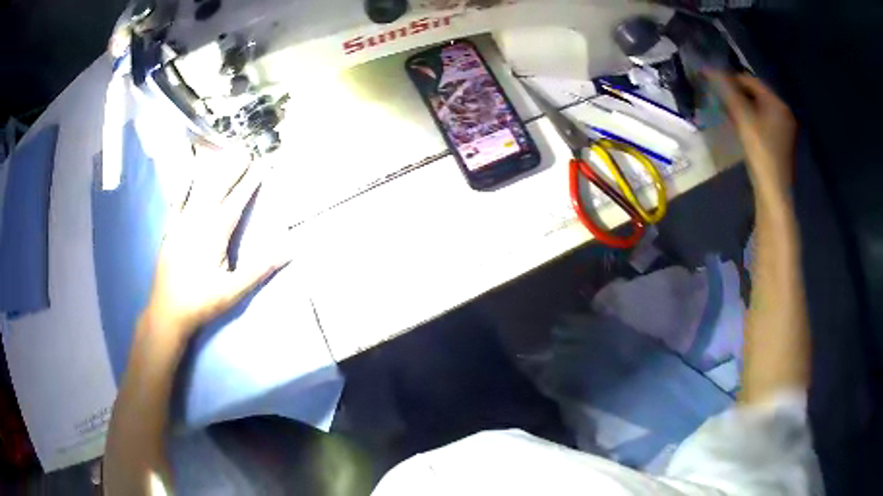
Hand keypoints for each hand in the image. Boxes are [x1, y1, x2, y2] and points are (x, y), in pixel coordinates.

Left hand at [143, 144, 288, 338]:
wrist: (167, 312)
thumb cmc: (201, 302)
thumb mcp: (233, 291)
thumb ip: (258, 269)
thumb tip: (288, 250)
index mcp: (215, 233)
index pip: (237, 201)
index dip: (251, 182)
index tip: (263, 164)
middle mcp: (197, 221)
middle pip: (218, 189)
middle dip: (233, 169)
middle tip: (246, 151)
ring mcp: (181, 224)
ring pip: (199, 191)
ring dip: (213, 172)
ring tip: (224, 156)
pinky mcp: (170, 231)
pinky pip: (176, 203)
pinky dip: (182, 187)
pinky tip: (187, 176)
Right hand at [709, 72, 796, 199]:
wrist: (773, 191)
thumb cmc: (760, 151)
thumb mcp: (742, 118)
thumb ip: (727, 91)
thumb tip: (708, 67)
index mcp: (777, 103)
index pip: (750, 80)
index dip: (731, 80)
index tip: (714, 86)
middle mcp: (783, 112)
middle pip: (756, 94)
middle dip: (737, 95)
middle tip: (720, 101)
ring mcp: (784, 129)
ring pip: (759, 109)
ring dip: (743, 108)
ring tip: (728, 115)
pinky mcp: (781, 143)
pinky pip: (763, 122)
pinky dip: (751, 121)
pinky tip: (741, 129)